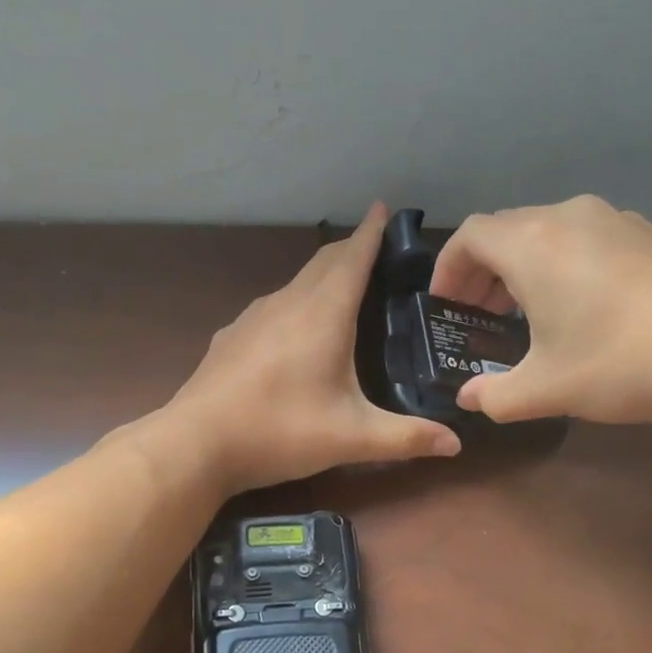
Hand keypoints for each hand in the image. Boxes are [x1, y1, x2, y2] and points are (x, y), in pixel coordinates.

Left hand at [166, 204, 460, 492]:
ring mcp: (253, 317)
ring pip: (297, 282)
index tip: (385, 208)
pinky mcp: (232, 336)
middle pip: (324, 262)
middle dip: (352, 249)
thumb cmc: (279, 431)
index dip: (372, 231)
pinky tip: (296, 333)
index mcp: (322, 314)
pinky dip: (296, 303)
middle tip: (378, 254)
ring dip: (323, 276)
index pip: (353, 257)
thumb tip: (456, 444)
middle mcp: (287, 303)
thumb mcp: (351, 438)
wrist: (195, 444)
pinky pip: (274, 306)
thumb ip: (406, 438)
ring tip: (344, 291)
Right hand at [430, 195, 651, 426]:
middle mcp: (568, 217)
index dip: (448, 269)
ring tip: (523, 313)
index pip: (470, 236)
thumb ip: (494, 395)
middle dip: (482, 271)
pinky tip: (577, 307)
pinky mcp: (647, 235)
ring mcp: (614, 220)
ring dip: (522, 267)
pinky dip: (560, 264)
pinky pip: (583, 238)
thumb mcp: (545, 389)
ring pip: (546, 232)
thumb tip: (470, 398)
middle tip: (478, 315)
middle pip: (506, 230)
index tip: (446, 306)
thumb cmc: (620, 362)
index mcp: (533, 244)